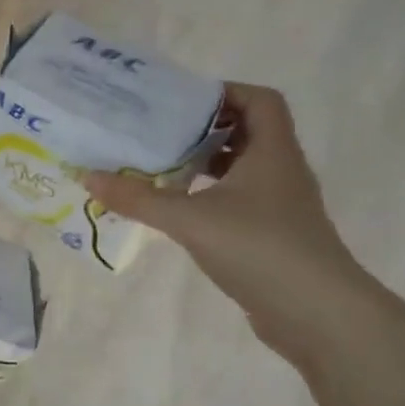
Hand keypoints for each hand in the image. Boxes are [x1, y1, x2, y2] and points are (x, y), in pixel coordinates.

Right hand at [86, 83, 368, 354]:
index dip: (224, 92)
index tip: (181, 102)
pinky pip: (237, 201)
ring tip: (159, 168)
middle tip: (158, 133)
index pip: (259, 100)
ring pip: (240, 169)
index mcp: (272, 151)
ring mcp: (279, 205)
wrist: (317, 313)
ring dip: (203, 165)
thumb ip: (138, 198)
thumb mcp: (189, 218)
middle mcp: (281, 170)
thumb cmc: (259, 248)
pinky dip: (208, 197)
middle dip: (203, 129)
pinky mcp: (272, 235)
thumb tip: (88, 175)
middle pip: (246, 132)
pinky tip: (178, 211)